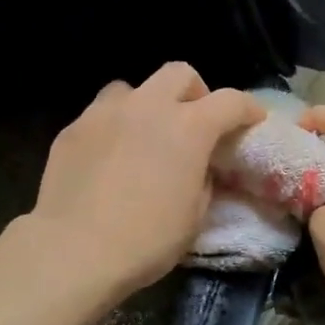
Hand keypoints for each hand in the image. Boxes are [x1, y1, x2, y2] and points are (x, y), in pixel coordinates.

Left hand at [27, 63, 265, 303]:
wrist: (74, 251)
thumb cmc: (146, 240)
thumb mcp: (194, 216)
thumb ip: (202, 180)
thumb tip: (197, 168)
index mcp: (188, 128)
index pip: (230, 101)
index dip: (248, 108)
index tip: (253, 120)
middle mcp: (147, 107)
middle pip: (179, 74)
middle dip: (194, 93)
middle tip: (194, 122)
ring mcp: (104, 113)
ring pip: (133, 88)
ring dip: (147, 106)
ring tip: (144, 136)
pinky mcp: (72, 129)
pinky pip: (100, 115)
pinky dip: (114, 128)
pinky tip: (109, 158)